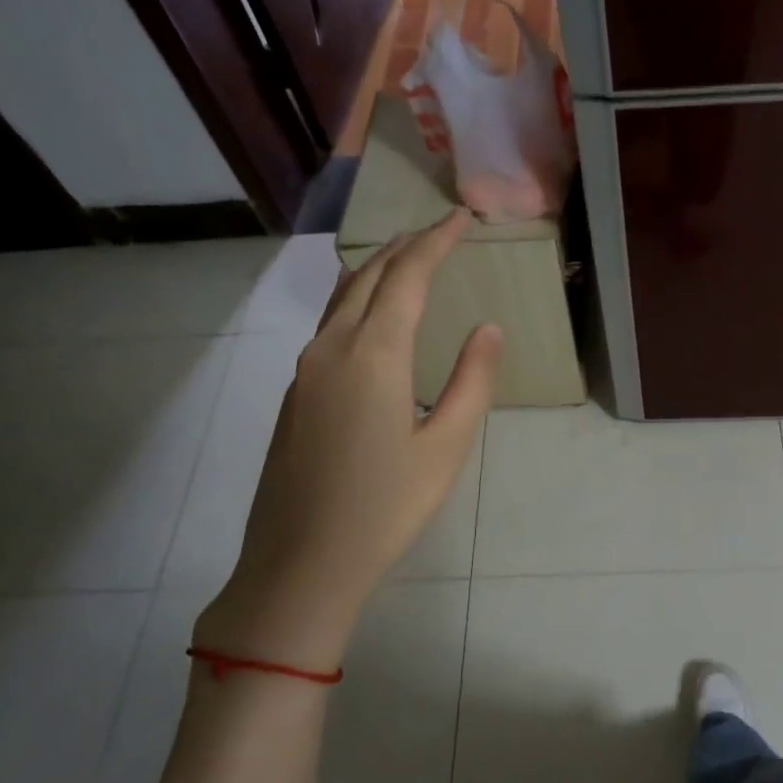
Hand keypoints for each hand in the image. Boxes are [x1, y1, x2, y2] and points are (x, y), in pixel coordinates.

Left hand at [199, 211, 500, 666]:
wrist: (300, 563)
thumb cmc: (385, 508)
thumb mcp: (446, 448)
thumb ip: (472, 382)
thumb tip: (488, 328)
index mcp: (373, 355)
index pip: (408, 277)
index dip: (436, 242)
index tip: (462, 218)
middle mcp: (331, 348)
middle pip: (370, 277)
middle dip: (406, 247)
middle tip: (439, 231)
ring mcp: (304, 371)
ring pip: (342, 298)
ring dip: (377, 270)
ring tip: (406, 258)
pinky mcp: (294, 395)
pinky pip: (327, 325)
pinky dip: (357, 300)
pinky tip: (369, 314)